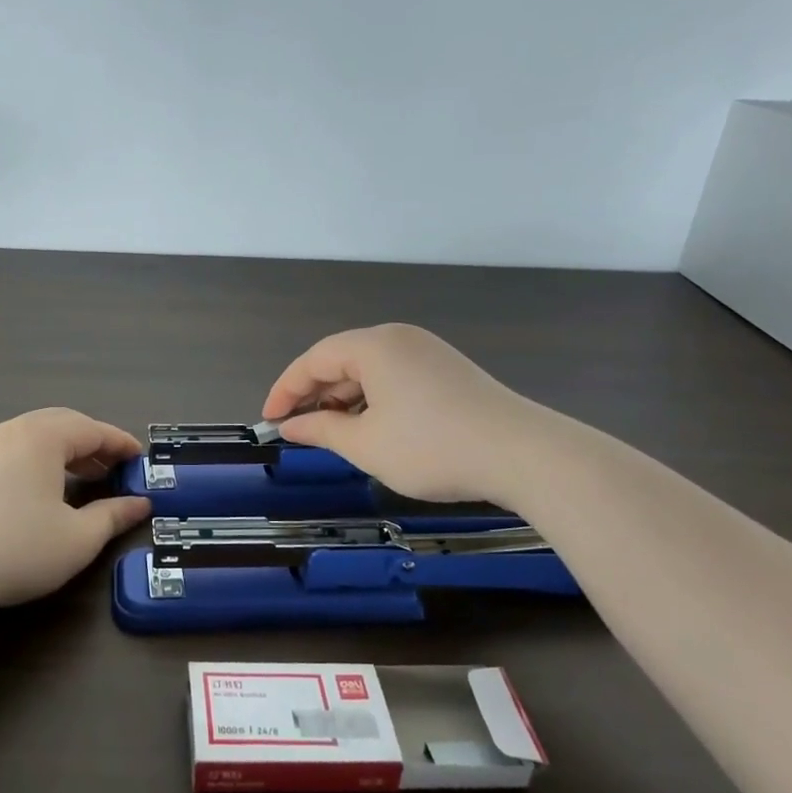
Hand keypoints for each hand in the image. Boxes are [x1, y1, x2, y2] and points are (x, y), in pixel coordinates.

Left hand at [0, 408, 152, 617]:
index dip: (120, 443)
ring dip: (62, 451)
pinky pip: (10, 450)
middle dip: (92, 443)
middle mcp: (11, 431)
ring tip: (81, 477)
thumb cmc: (16, 549)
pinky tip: (38, 489)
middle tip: (113, 467)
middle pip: (61, 424)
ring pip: (33, 436)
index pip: (92, 429)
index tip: (140, 458)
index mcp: (43, 437)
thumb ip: (112, 516)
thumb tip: (140, 504)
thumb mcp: (77, 539)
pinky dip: (35, 460)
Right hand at [262, 324, 545, 505]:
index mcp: (373, 345)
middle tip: (297, 429)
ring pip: (368, 370)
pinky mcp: (447, 371)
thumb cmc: (432, 447)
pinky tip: (370, 428)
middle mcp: (398, 338)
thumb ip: (321, 430)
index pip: (313, 360)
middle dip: (315, 394)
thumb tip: (291, 426)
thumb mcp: (366, 445)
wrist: (522, 454)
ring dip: (344, 399)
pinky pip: (394, 377)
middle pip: (341, 359)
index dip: (286, 390)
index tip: (269, 420)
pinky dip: (372, 400)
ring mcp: (427, 352)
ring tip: (331, 433)